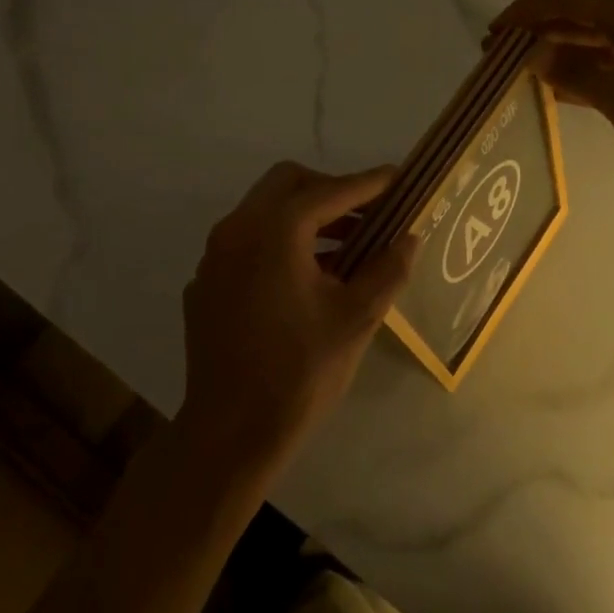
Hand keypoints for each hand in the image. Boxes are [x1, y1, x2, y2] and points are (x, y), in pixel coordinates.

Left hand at [179, 162, 419, 473]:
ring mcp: (214, 257)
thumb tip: (408, 238)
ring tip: (346, 248)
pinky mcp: (205, 283)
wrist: (229, 434)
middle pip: (287, 184)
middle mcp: (237, 230)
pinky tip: (303, 280)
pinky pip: (247, 243)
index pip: (330, 191)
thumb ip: (387, 270)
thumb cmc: (299, 372)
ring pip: (263, 211)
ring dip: (305, 217)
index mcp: (275, 232)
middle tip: (367, 215)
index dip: (368, 183)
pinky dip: (279, 243)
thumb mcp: (356, 319)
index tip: (398, 178)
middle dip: (331, 191)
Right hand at [492, 0, 613, 192]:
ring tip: (513, 72)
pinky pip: (596, 68)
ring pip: (582, 44)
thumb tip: (530, 54)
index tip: (492, 32)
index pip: (564, 0)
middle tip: (494, 55)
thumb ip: (573, 73)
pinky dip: (571, 75)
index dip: (524, 12)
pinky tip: (547, 93)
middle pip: (571, 18)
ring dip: (549, 53)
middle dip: (532, 32)